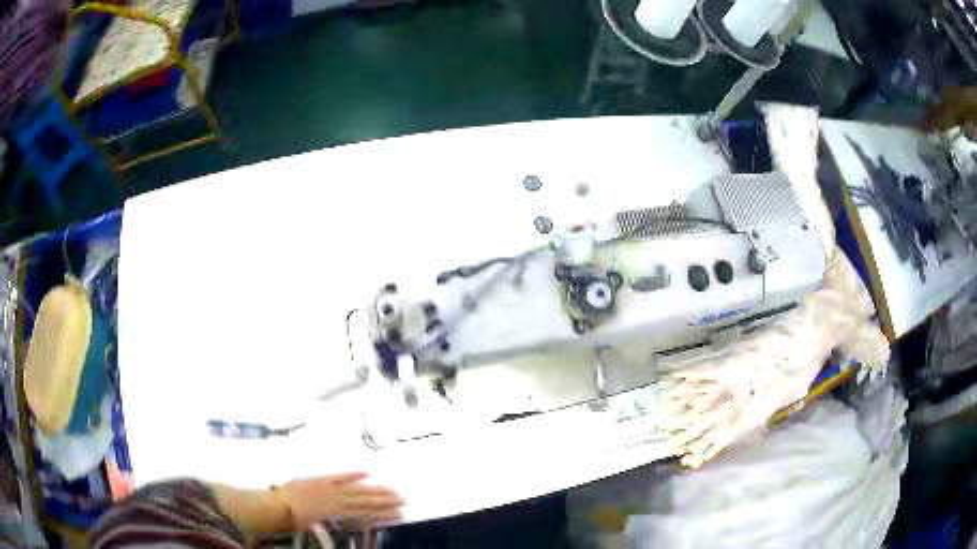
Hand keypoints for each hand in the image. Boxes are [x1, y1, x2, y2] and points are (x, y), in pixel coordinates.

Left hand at [279, 472, 403, 529]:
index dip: (383, 513)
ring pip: (357, 488)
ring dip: (375, 489)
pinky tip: (366, 472)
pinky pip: (339, 476)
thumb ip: (337, 525)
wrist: (276, 506)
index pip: (366, 512)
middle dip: (385, 500)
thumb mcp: (319, 528)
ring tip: (392, 489)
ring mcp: (329, 487)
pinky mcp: (319, 478)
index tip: (400, 513)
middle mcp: (337, 499)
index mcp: (338, 512)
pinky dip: (352, 474)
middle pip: (365, 499)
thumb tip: (354, 524)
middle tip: (403, 499)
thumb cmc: (296, 521)